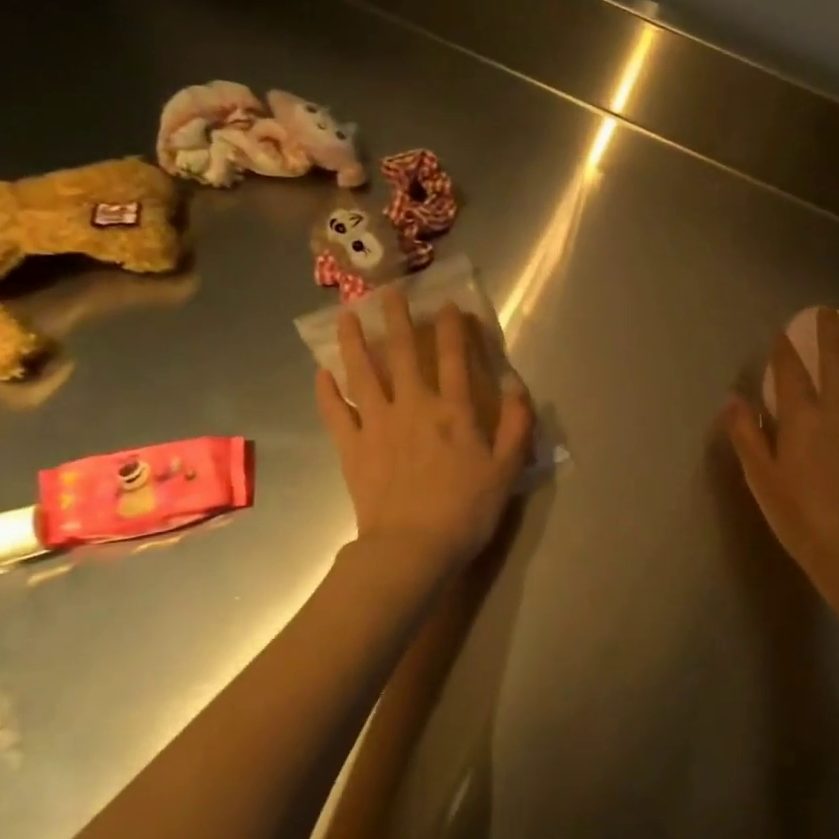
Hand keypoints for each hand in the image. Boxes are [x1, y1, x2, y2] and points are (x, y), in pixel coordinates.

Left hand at [317, 291, 533, 577]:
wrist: (412, 548)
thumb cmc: (466, 509)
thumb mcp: (507, 469)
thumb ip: (516, 424)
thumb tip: (517, 386)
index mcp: (455, 411)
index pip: (456, 358)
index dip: (453, 328)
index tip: (448, 305)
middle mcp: (414, 407)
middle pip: (405, 354)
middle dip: (398, 319)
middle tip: (388, 291)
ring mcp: (378, 425)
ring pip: (363, 374)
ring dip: (354, 342)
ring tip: (345, 316)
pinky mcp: (352, 448)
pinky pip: (336, 412)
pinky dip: (327, 391)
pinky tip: (321, 373)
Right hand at [724, 308, 838, 640]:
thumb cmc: (800, 516)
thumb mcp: (762, 479)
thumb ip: (747, 435)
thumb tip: (732, 399)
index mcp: (804, 419)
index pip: (793, 372)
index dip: (785, 348)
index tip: (782, 329)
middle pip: (837, 360)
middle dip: (831, 331)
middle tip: (829, 307)